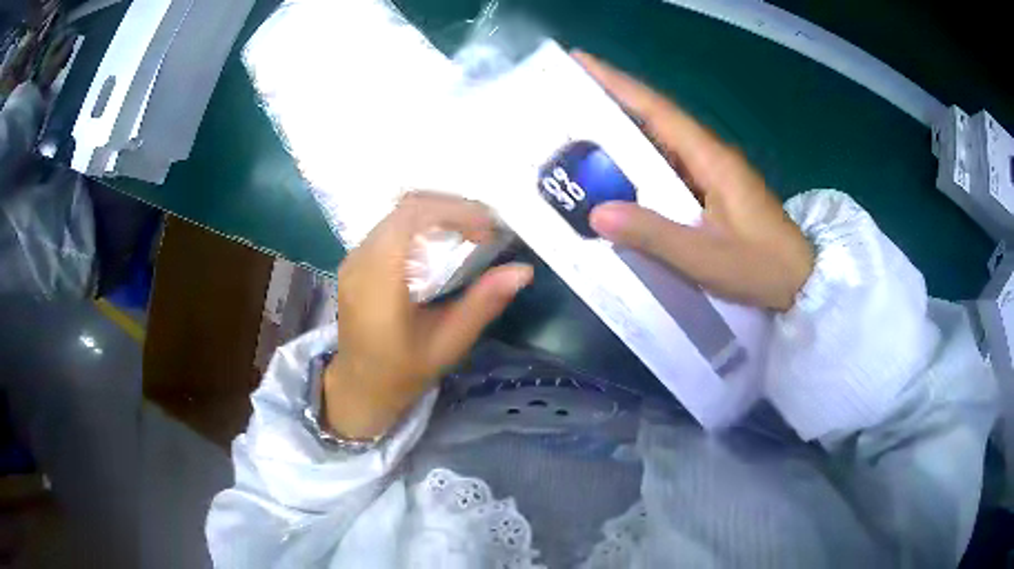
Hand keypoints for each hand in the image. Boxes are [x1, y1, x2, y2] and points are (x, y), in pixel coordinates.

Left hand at [324, 192, 532, 438]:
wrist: (360, 386)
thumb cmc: (404, 372)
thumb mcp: (448, 343)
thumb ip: (483, 304)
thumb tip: (522, 271)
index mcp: (380, 281)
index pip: (413, 217)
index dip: (455, 212)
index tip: (488, 229)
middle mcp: (360, 259)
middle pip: (406, 207)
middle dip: (451, 207)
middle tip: (486, 225)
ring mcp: (353, 258)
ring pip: (397, 212)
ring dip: (436, 212)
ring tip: (470, 229)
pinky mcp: (355, 261)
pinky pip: (389, 225)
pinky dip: (420, 223)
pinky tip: (442, 241)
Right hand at [574, 52, 813, 311]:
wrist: (801, 281)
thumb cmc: (761, 267)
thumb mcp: (706, 257)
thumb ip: (655, 235)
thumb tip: (596, 213)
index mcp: (710, 159)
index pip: (657, 110)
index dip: (618, 83)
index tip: (580, 62)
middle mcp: (709, 155)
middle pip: (656, 119)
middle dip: (612, 104)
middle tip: (565, 99)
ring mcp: (713, 172)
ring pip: (662, 143)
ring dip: (624, 135)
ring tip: (579, 134)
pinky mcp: (714, 189)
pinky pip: (670, 167)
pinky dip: (641, 165)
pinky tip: (619, 175)